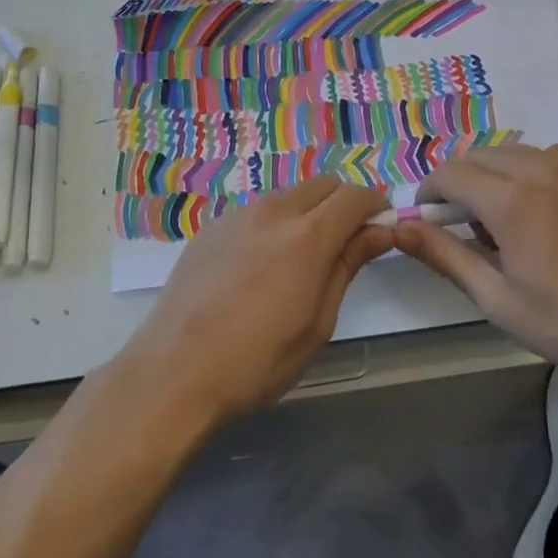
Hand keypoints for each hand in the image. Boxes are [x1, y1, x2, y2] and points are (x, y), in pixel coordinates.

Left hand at [119, 178, 391, 430]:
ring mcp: (237, 216)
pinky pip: (256, 211)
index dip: (376, 206)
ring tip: (303, 256)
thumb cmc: (257, 361)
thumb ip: (348, 266)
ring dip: (308, 211)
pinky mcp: (210, 228)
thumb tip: (379, 232)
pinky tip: (262, 264)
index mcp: (307, 236)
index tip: (384, 228)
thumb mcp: (317, 323)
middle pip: (322, 185)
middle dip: (344, 203)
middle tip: (348, 242)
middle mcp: (273, 212)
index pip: (355, 196)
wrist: (174, 372)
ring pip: (288, 195)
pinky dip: (275, 222)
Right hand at [391, 144, 557, 387]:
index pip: (450, 173)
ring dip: (498, 175)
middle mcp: (542, 169)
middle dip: (461, 182)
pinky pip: (554, 157)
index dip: (430, 192)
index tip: (429, 218)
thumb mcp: (498, 300)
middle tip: (469, 227)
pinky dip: (535, 173)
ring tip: (511, 220)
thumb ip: (444, 256)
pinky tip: (550, 212)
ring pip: (517, 152)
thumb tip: (398, 228)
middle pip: (480, 155)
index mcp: (511, 201)